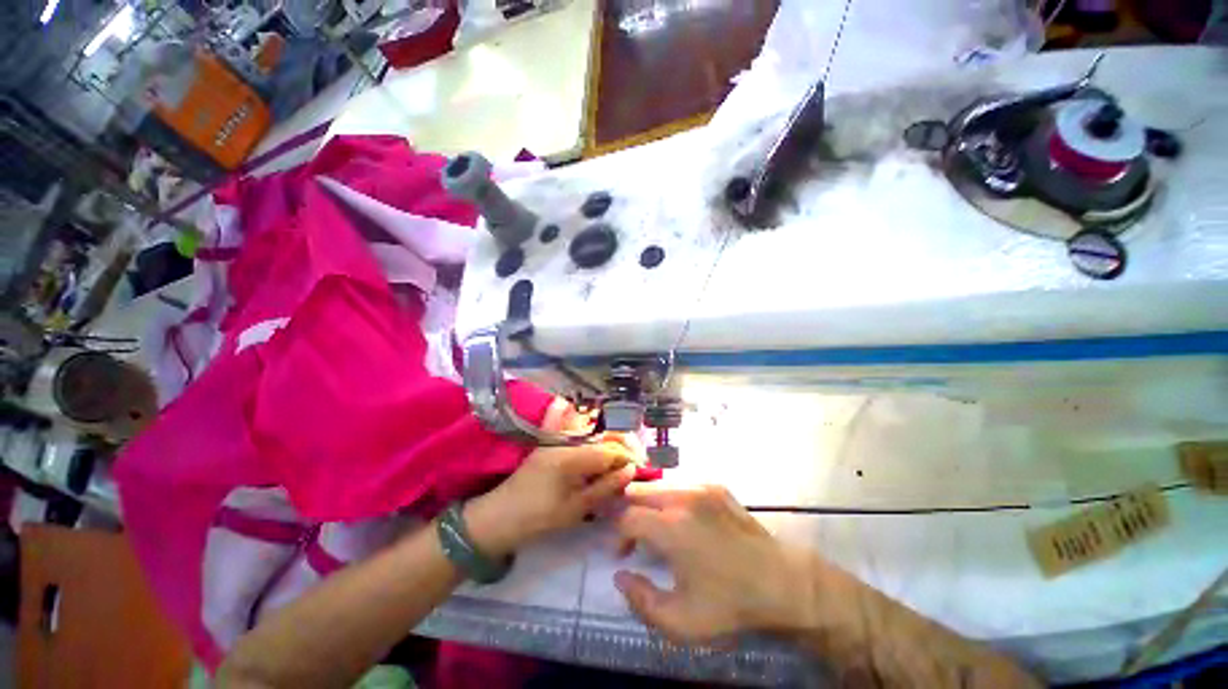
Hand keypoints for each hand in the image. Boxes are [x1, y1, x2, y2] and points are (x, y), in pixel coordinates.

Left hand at [465, 399, 640, 557]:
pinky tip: (600, 457)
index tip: (642, 470)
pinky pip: (579, 437)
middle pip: (604, 436)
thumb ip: (605, 487)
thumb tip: (631, 470)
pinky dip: (594, 444)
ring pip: (594, 435)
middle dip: (623, 448)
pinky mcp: (552, 444)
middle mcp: (567, 440)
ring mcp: (558, 439)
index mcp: (572, 455)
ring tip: (621, 464)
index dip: (629, 457)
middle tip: (635, 466)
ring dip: (610, 445)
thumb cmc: (538, 518)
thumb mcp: (576, 509)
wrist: (499, 517)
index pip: (611, 449)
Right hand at [613, 485, 818, 644]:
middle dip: (630, 510)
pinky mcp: (716, 487)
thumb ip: (641, 601)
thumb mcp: (681, 622)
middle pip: (640, 490)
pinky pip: (682, 483)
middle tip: (634, 535)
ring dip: (649, 501)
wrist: (781, 582)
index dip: (618, 535)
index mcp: (671, 527)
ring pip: (660, 483)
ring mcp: (701, 488)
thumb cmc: (730, 604)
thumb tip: (620, 576)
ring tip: (654, 524)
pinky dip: (671, 495)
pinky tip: (680, 515)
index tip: (624, 554)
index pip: (628, 517)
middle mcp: (683, 497)